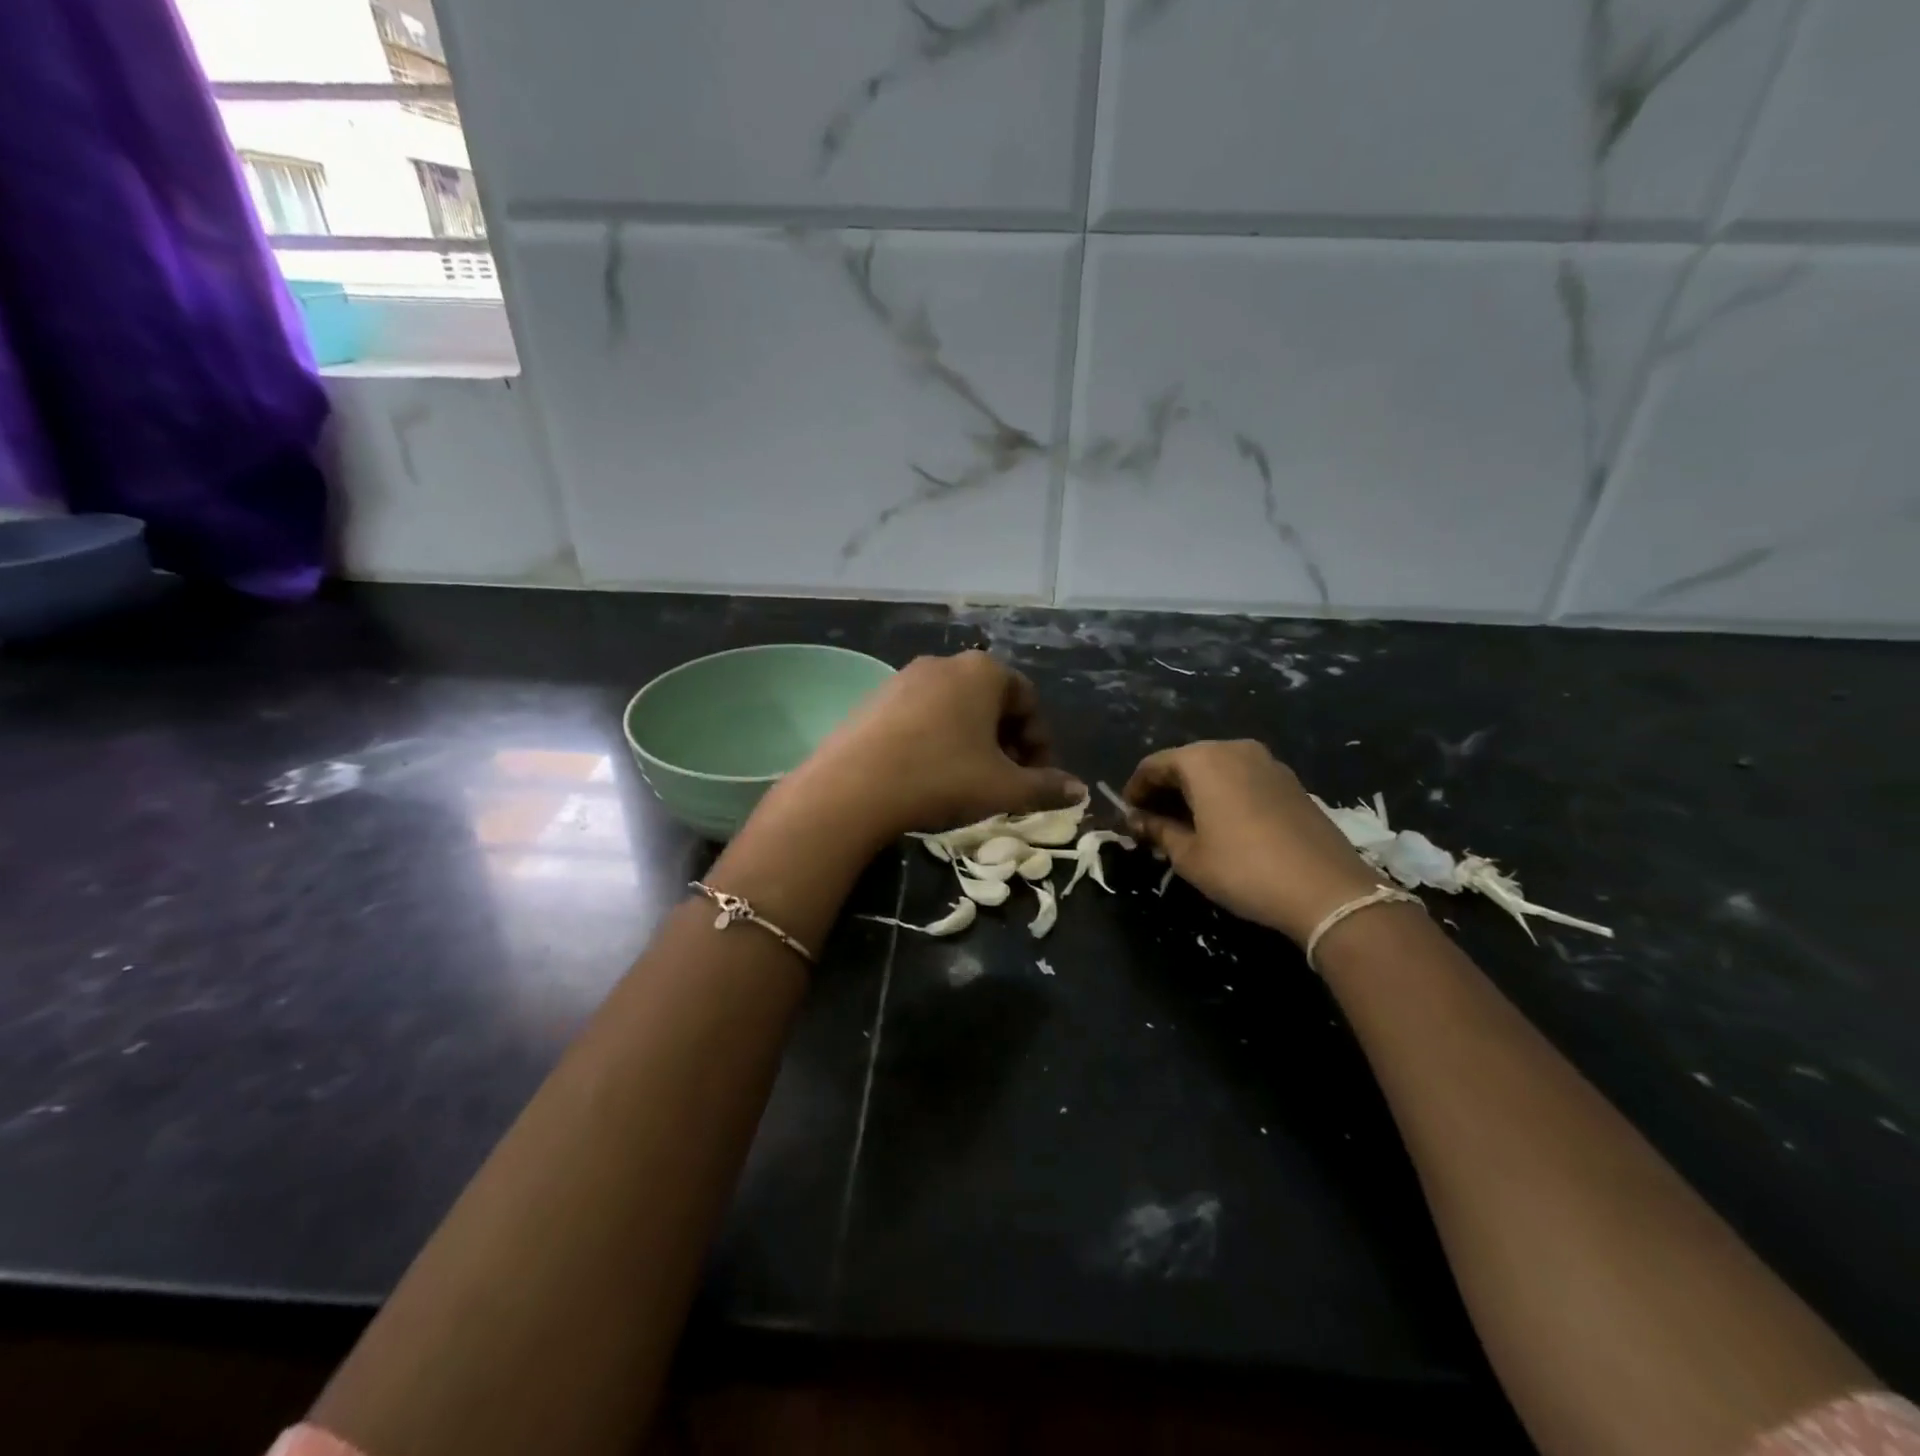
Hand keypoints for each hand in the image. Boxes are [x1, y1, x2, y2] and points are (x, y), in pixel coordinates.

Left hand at [762, 651, 1084, 848]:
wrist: (854, 787)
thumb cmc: (942, 777)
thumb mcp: (1004, 788)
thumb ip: (1047, 787)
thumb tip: (1078, 790)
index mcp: (984, 671)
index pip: (1029, 701)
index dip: (1040, 743)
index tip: (1037, 779)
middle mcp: (946, 663)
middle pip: (991, 701)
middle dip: (1007, 741)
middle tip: (1006, 781)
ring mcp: (905, 677)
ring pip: (955, 708)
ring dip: (972, 741)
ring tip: (968, 780)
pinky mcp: (875, 698)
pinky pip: (922, 715)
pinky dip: (937, 739)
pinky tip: (928, 773)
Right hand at [1124, 740, 1382, 944]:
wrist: (1327, 890)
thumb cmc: (1244, 869)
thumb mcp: (1189, 855)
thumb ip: (1158, 830)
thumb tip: (1136, 820)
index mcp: (1203, 760)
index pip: (1154, 764)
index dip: (1135, 789)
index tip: (1127, 815)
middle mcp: (1234, 749)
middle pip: (1186, 762)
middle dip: (1165, 788)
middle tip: (1152, 821)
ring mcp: (1267, 762)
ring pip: (1216, 769)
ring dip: (1195, 791)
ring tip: (1185, 824)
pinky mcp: (1290, 781)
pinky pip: (1242, 778)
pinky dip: (1223, 793)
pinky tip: (1222, 823)